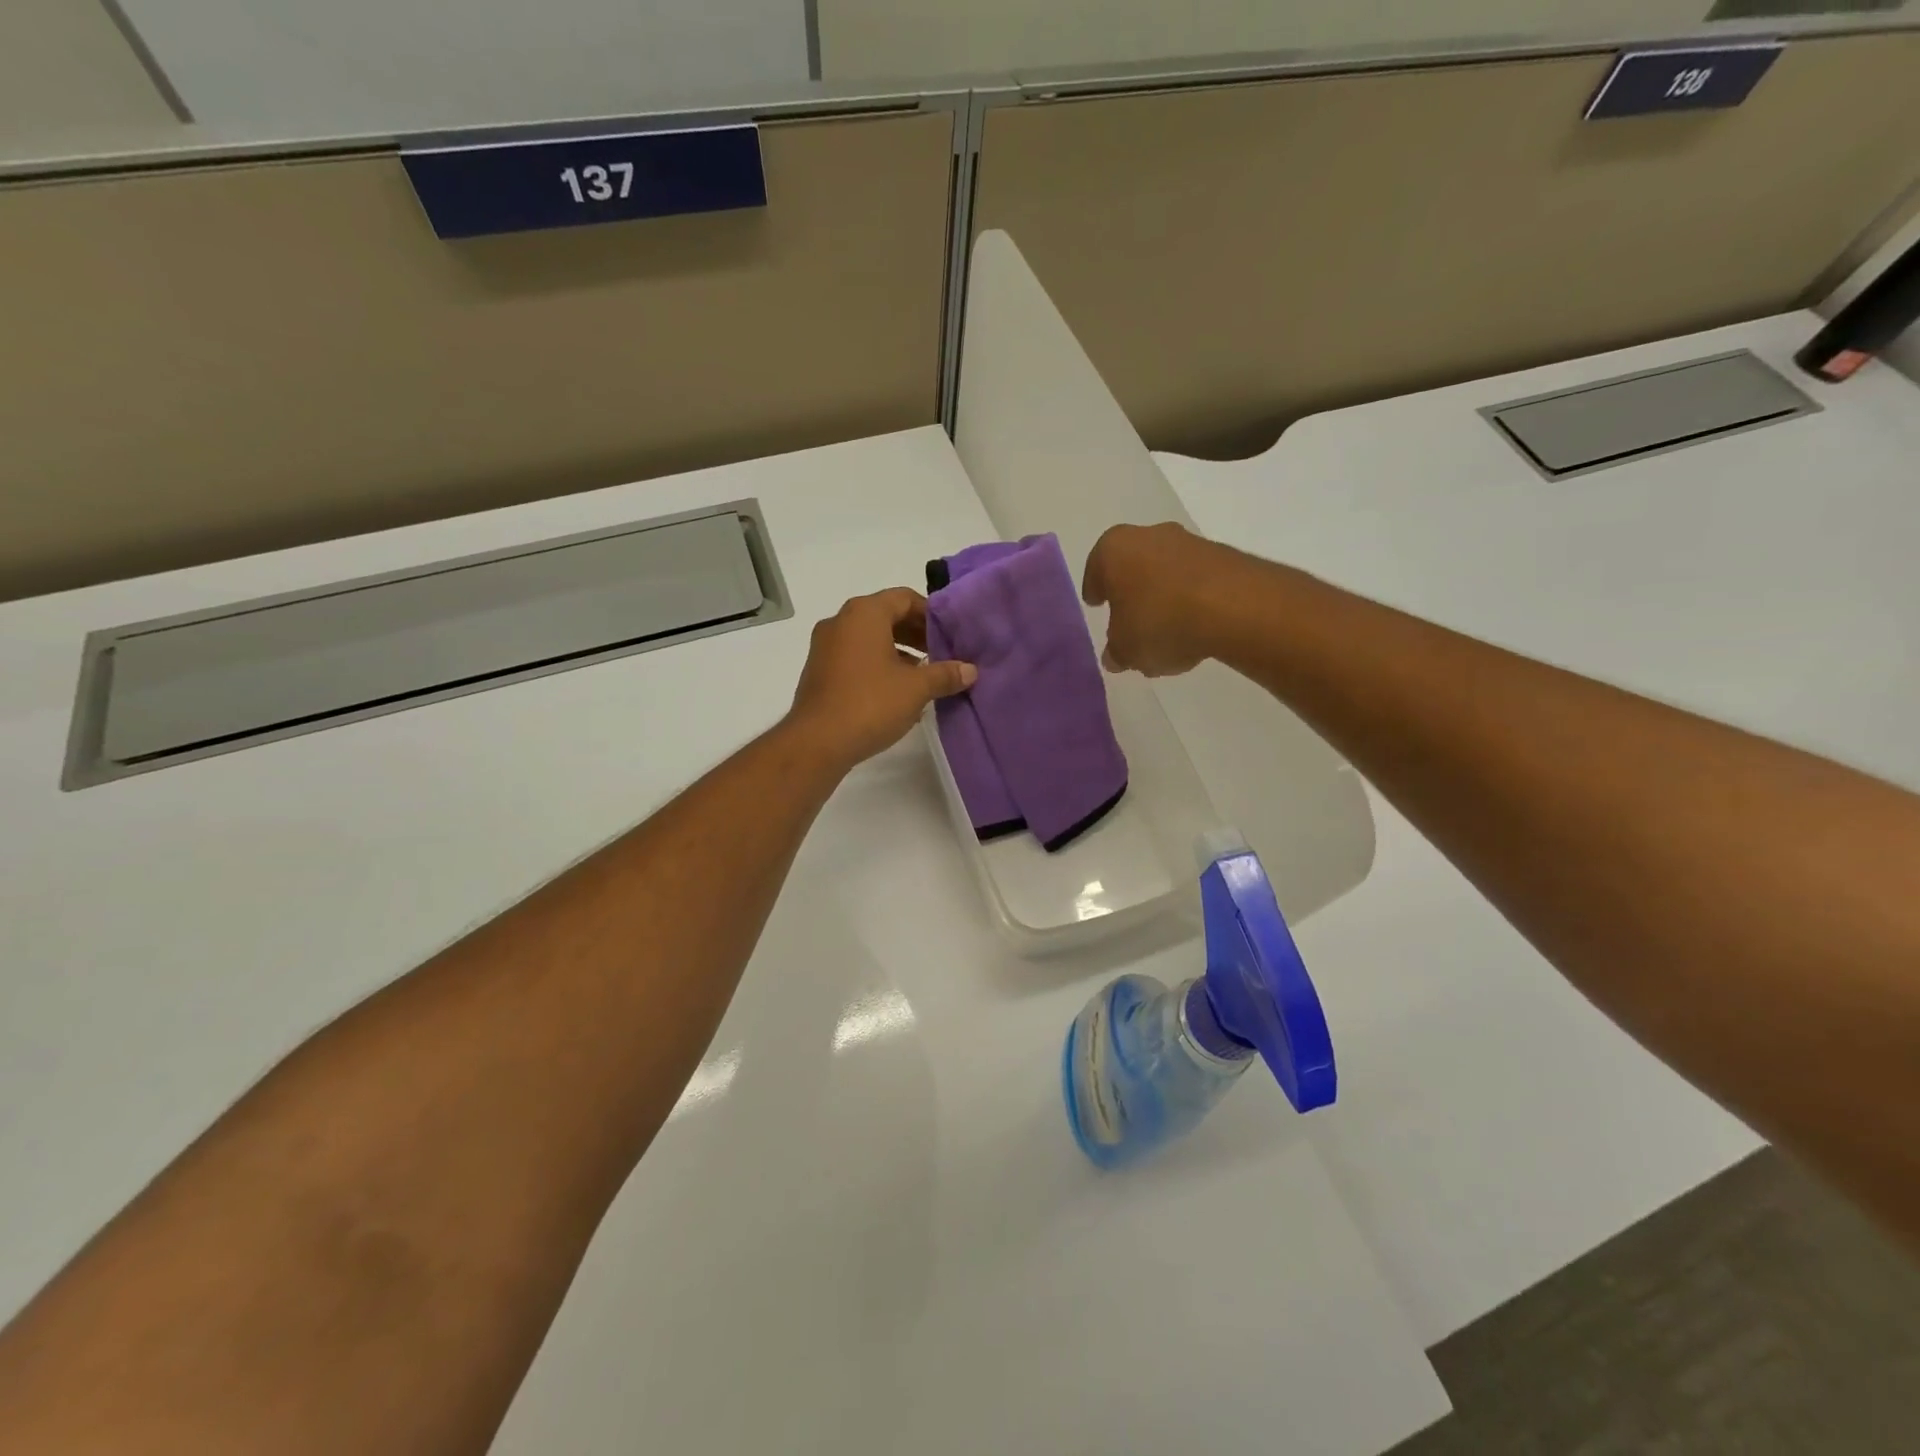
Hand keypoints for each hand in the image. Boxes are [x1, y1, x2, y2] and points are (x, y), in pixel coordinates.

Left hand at [786, 588, 977, 769]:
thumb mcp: (916, 689)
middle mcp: (841, 622)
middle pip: (886, 616)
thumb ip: (945, 675)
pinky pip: (855, 657)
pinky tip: (897, 691)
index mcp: (864, 613)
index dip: (931, 613)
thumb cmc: (870, 704)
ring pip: (870, 638)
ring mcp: (825, 647)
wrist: (816, 742)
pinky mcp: (819, 671)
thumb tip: (971, 670)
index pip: (904, 598)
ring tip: (924, 674)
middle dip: (916, 633)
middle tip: (942, 654)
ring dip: (899, 651)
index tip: (951, 635)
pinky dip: (878, 664)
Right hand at [1082, 523, 1237, 676]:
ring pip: (1166, 572)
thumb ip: (1116, 652)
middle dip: (1131, 592)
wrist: (1234, 606)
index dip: (1095, 591)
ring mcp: (1188, 542)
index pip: (1095, 571)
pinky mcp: (1223, 555)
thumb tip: (1115, 656)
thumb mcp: (1126, 649)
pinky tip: (1194, 629)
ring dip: (1163, 596)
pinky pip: (1195, 581)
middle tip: (1129, 620)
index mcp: (1113, 550)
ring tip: (1167, 633)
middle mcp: (1148, 536)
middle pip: (1132, 567)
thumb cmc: (1159, 620)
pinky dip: (1191, 600)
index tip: (1096, 604)